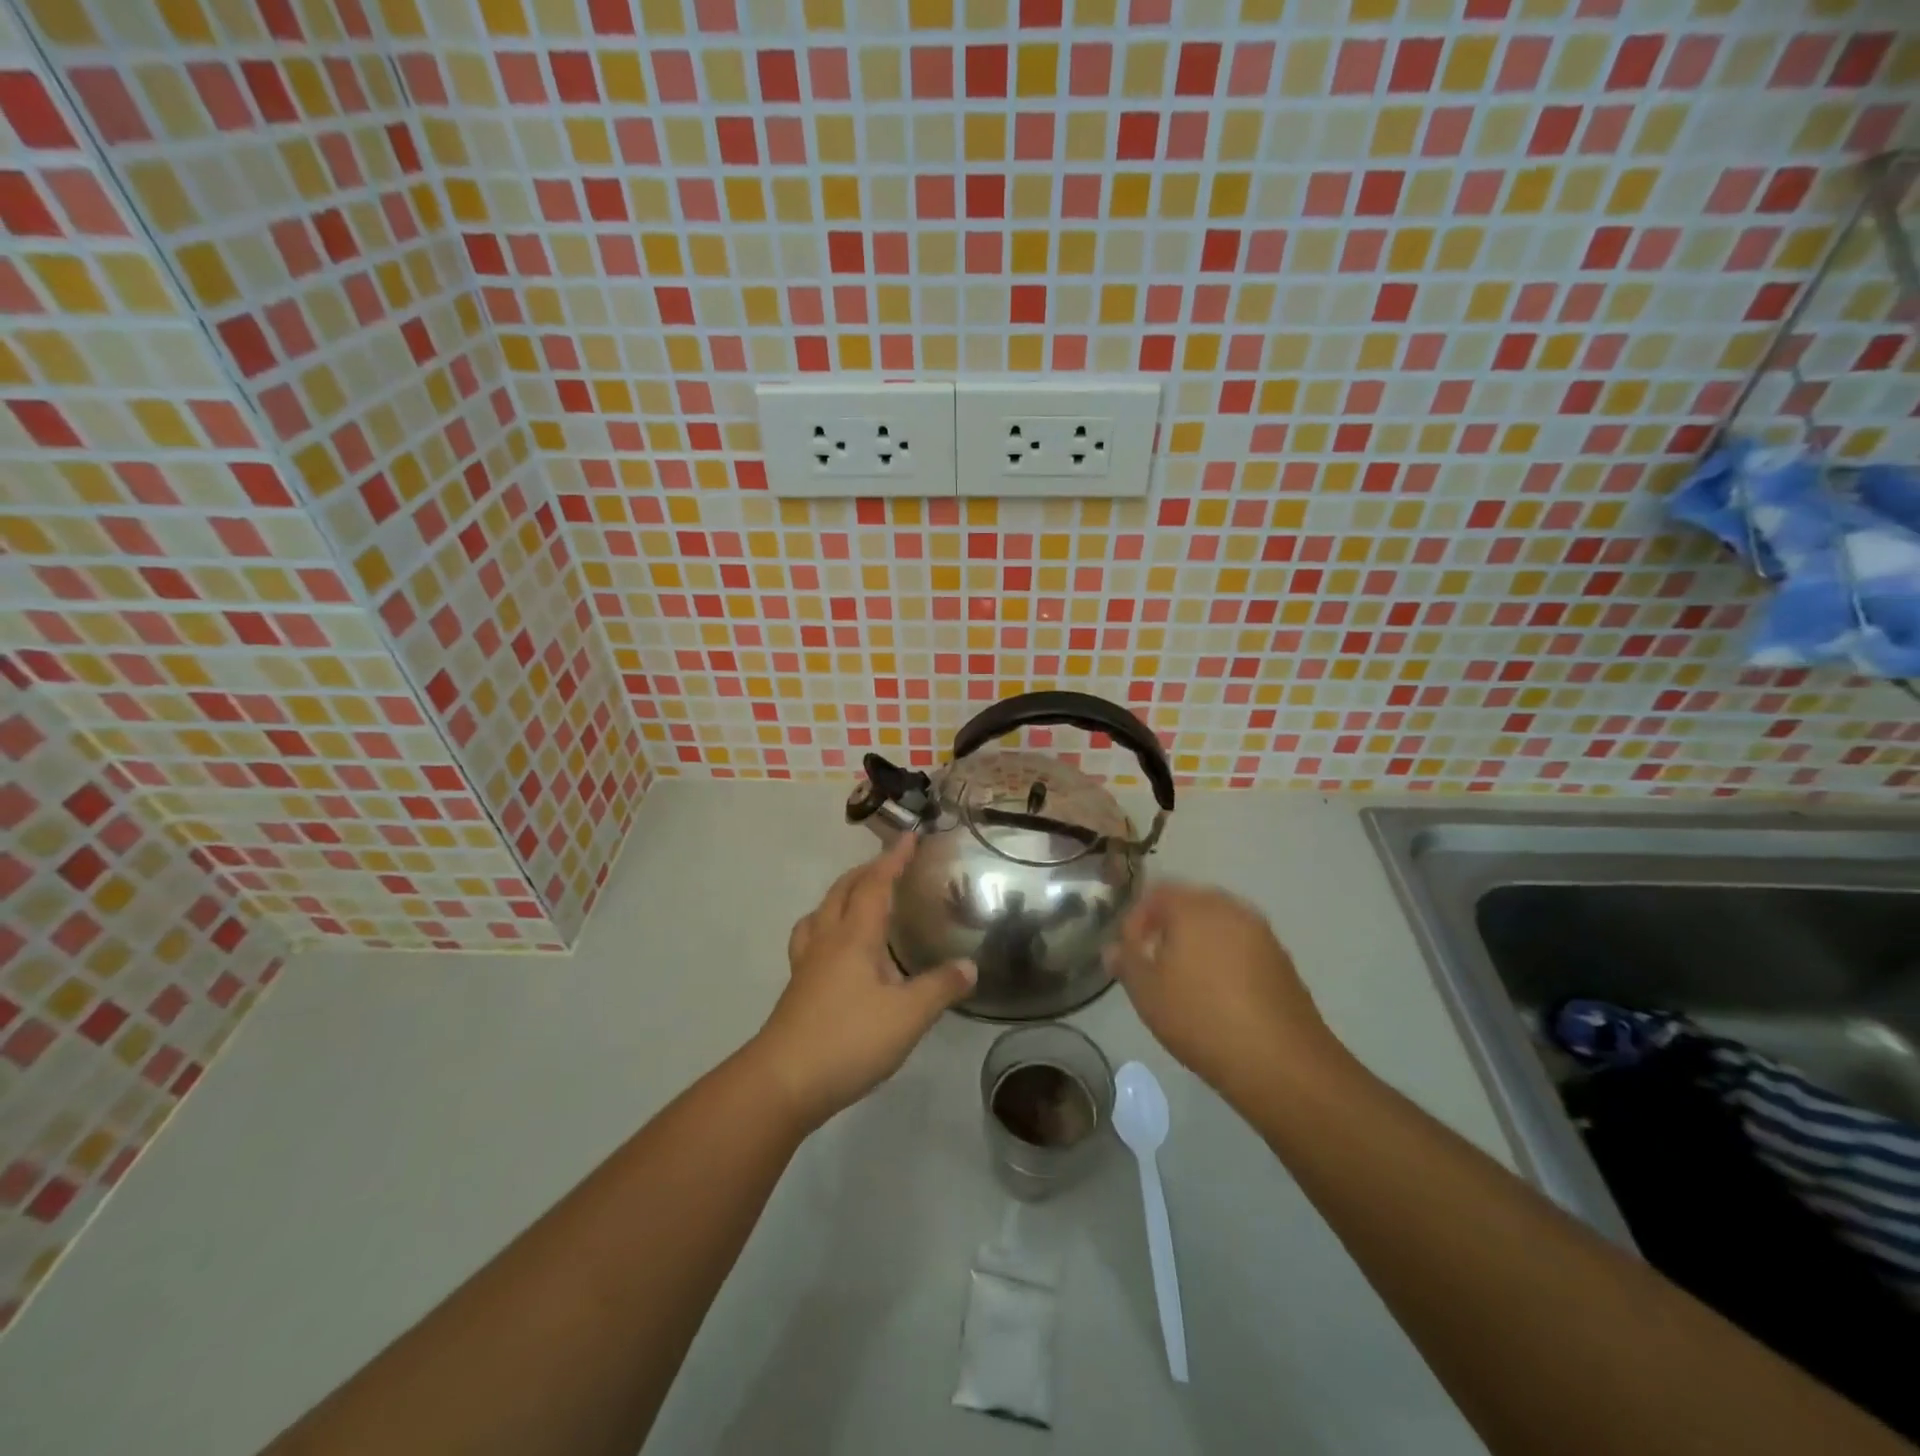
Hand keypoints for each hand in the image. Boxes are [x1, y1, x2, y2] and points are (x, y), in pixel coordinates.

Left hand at [750, 836, 976, 1128]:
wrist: (784, 1082)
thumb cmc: (849, 1040)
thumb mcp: (908, 1016)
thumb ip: (940, 988)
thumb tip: (970, 966)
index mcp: (855, 936)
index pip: (875, 884)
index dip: (893, 859)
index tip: (909, 836)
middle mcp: (827, 940)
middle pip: (842, 891)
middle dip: (866, 871)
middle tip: (889, 864)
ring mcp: (807, 964)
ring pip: (820, 913)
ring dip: (841, 895)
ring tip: (858, 898)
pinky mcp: (797, 988)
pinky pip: (811, 938)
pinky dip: (826, 925)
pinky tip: (836, 949)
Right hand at [1105, 883, 1346, 1104]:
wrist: (1281, 1062)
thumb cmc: (1201, 1018)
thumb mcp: (1147, 993)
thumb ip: (1126, 962)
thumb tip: (1114, 948)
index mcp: (1194, 907)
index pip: (1157, 893)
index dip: (1136, 918)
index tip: (1128, 951)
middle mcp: (1230, 909)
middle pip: (1190, 903)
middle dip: (1167, 926)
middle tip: (1153, 960)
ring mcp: (1261, 933)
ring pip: (1219, 924)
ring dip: (1197, 941)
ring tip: (1184, 979)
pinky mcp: (1282, 960)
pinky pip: (1241, 945)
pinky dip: (1224, 958)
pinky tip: (1218, 993)